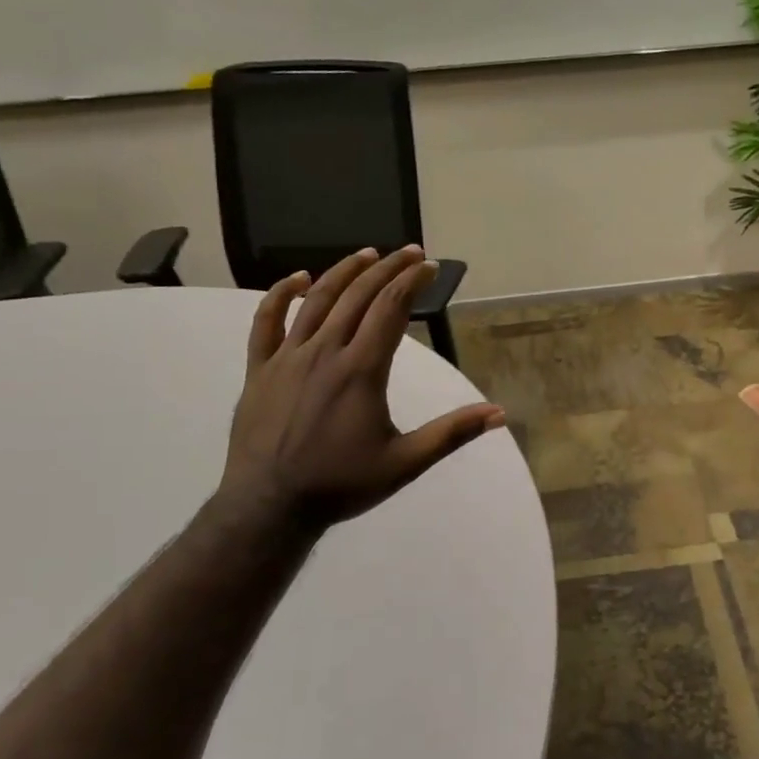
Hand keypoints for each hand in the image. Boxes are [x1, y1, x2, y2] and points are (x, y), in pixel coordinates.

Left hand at [215, 246, 504, 535]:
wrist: (269, 506)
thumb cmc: (340, 484)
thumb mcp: (405, 463)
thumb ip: (451, 433)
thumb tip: (499, 413)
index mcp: (361, 369)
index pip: (391, 308)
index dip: (413, 282)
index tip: (431, 267)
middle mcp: (325, 352)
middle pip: (359, 295)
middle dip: (388, 268)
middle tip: (409, 252)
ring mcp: (288, 357)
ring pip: (317, 300)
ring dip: (344, 272)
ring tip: (367, 253)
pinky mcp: (259, 369)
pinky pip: (266, 322)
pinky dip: (280, 295)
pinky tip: (296, 279)